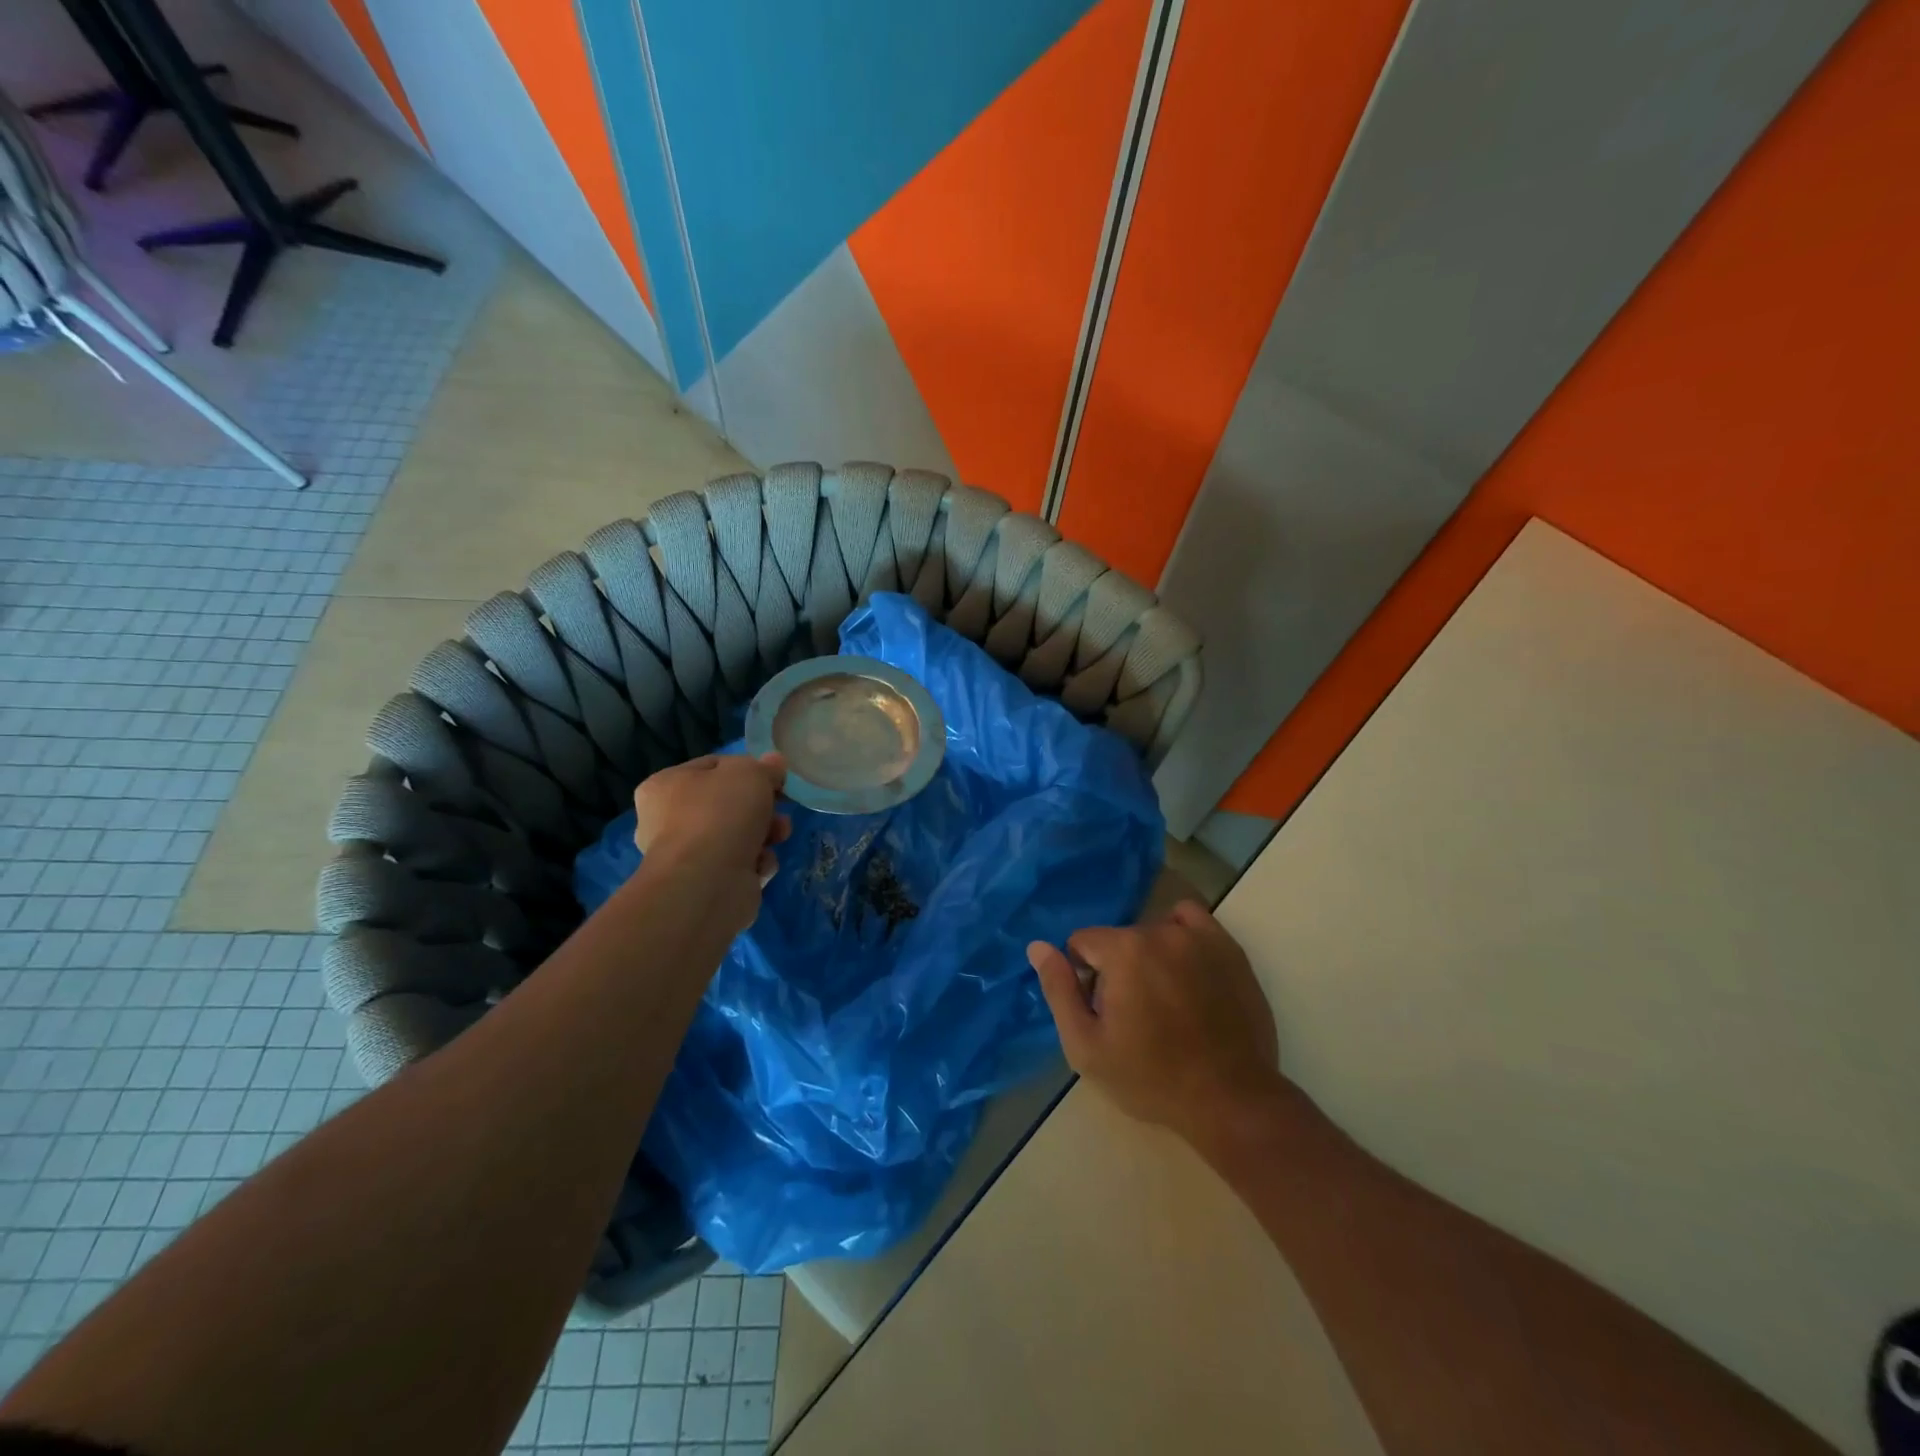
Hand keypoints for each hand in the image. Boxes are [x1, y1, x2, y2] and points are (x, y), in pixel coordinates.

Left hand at [632, 753, 790, 931]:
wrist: (708, 881)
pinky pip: (738, 865)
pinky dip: (755, 863)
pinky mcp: (704, 884)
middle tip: (782, 807)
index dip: (748, 769)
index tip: (775, 778)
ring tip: (780, 836)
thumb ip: (765, 766)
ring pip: (737, 835)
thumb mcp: (751, 773)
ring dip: (765, 834)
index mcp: (664, 785)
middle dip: (762, 807)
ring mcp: (685, 856)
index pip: (713, 766)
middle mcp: (667, 820)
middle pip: (727, 804)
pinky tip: (760, 865)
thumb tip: (774, 763)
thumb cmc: (721, 814)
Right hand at [1029, 900, 1287, 1149]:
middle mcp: (1158, 931)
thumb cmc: (1150, 1078)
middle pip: (1118, 939)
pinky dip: (1180, 934)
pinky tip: (1184, 968)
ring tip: (1164, 999)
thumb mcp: (1086, 1047)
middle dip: (1116, 968)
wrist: (1230, 1100)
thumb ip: (1059, 990)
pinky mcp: (1227, 948)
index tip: (1102, 1011)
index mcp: (1122, 951)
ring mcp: (1198, 937)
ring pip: (1152, 931)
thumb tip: (1037, 946)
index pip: (1082, 942)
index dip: (1084, 976)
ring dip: (1148, 955)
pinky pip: (1191, 919)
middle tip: (1134, 1015)